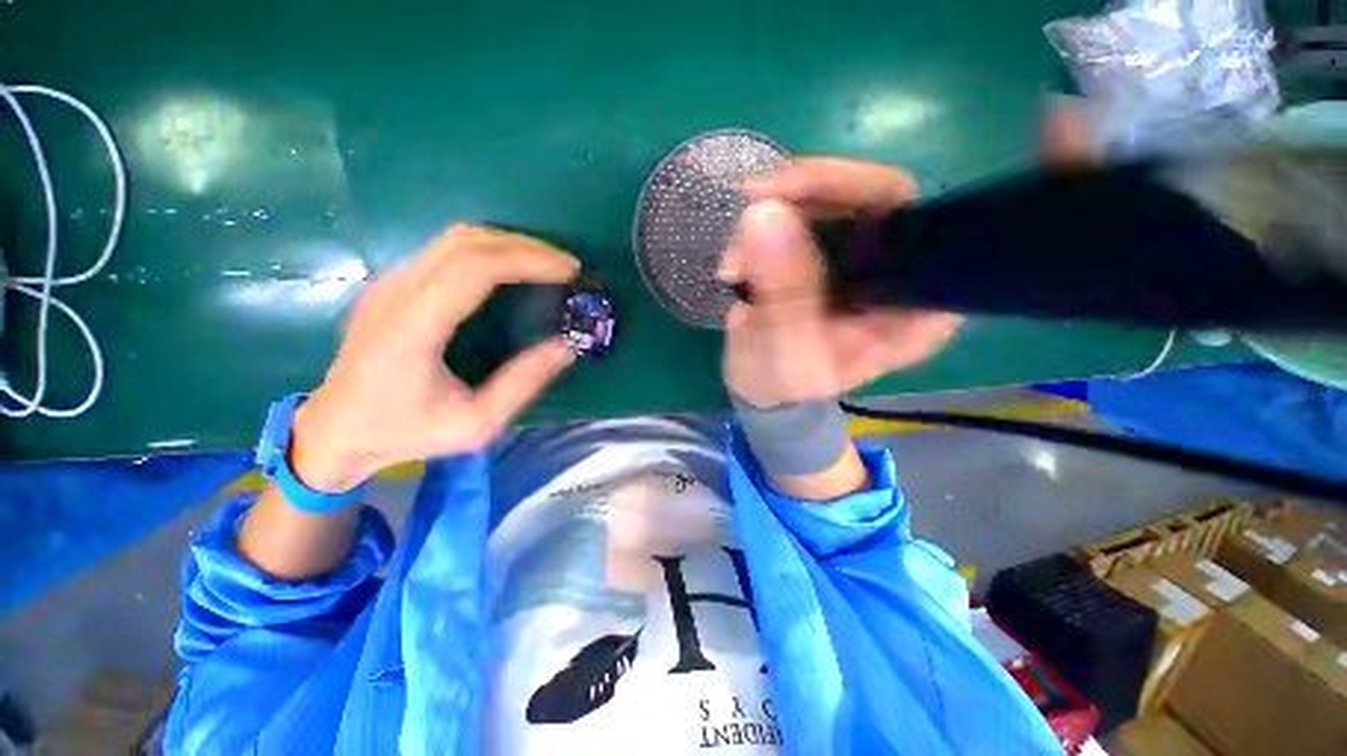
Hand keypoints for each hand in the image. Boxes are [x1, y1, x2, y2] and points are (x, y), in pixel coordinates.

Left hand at [292, 225, 578, 491]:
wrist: (336, 429)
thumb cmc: (406, 431)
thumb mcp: (476, 424)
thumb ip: (522, 384)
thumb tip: (565, 347)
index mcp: (413, 328)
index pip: (474, 268)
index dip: (527, 260)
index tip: (568, 270)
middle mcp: (396, 293)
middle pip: (467, 242)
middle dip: (525, 246)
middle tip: (565, 265)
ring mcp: (389, 283)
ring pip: (455, 238)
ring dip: (507, 243)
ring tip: (545, 264)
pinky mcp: (391, 283)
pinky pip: (445, 250)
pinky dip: (488, 251)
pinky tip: (510, 269)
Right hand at [719, 159, 962, 407]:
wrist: (761, 385)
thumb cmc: (783, 383)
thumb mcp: (786, 352)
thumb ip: (783, 292)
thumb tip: (766, 212)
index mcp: (915, 308)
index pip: (911, 222)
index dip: (858, 191)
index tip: (792, 193)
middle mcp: (900, 273)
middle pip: (870, 196)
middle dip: (803, 197)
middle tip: (750, 205)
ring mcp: (863, 256)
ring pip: (830, 198)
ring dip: (774, 213)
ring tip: (734, 262)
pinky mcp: (829, 249)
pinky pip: (802, 210)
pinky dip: (763, 224)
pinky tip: (738, 261)